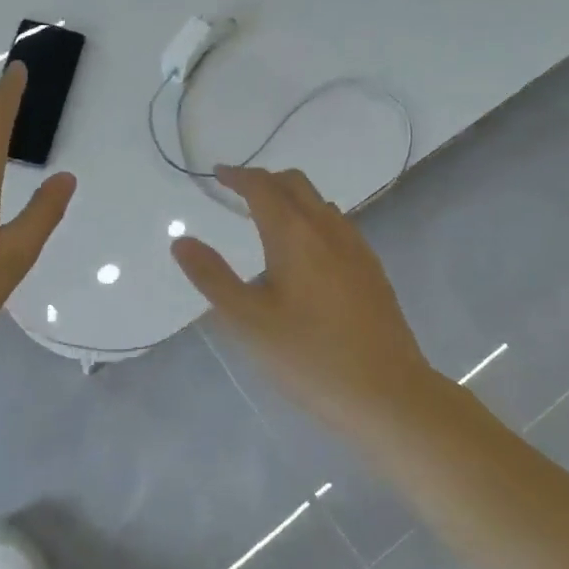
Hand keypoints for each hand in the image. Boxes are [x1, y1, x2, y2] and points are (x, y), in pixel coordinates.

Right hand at [170, 166, 436, 436]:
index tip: (217, 174)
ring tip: (268, 220)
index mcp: (295, 235)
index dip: (238, 176)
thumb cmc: (308, 357)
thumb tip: (181, 241)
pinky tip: (307, 254)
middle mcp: (329, 230)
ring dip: (291, 199)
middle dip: (265, 180)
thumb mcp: (247, 321)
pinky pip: (338, 226)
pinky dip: (313, 220)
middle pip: (296, 185)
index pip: (263, 187)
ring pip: (320, 204)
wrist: (387, 394)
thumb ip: (212, 277)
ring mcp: (357, 249)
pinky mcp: (373, 271)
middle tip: (239, 192)